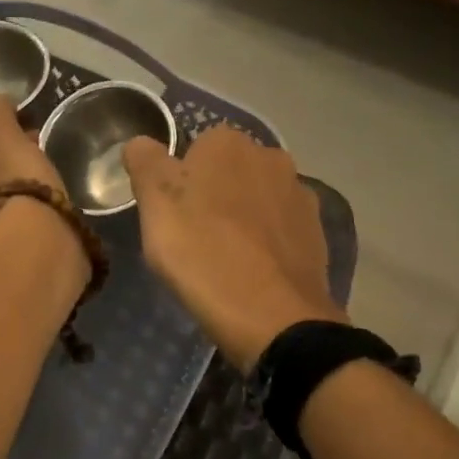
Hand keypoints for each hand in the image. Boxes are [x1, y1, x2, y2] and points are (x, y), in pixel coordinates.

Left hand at [0, 95, 66, 225]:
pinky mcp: (12, 248)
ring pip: (5, 200)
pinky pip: (22, 220)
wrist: (36, 230)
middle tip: (37, 152)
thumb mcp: (2, 131)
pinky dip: (34, 209)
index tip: (22, 134)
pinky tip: (52, 202)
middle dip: (9, 165)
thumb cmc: (11, 174)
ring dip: (23, 188)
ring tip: (50, 176)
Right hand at [123, 125, 344, 370]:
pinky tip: (254, 271)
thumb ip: (145, 162)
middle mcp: (270, 156)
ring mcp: (299, 194)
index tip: (170, 216)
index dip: (178, 182)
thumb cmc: (201, 251)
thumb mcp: (154, 203)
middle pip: (229, 172)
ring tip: (225, 259)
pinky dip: (267, 242)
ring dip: (243, 217)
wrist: (272, 315)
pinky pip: (281, 228)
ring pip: (257, 199)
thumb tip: (141, 143)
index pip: (194, 149)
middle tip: (193, 238)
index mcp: (227, 143)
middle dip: (213, 196)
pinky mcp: (317, 232)